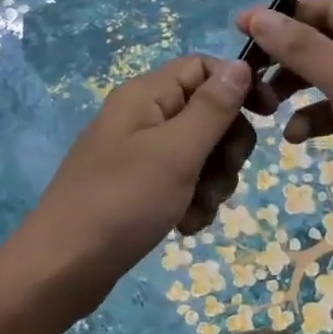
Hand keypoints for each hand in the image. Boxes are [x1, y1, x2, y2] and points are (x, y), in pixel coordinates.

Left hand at [29, 54, 256, 287]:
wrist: (62, 269)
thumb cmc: (122, 202)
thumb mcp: (176, 152)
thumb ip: (212, 107)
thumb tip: (239, 64)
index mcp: (145, 95)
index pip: (203, 68)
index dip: (238, 86)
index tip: (270, 116)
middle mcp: (142, 117)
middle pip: (206, 112)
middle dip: (226, 147)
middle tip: (223, 176)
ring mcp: (138, 154)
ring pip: (200, 153)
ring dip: (211, 182)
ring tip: (197, 210)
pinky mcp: (138, 188)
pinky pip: (181, 183)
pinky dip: (191, 202)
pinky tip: (185, 227)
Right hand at [235, 0, 332, 217]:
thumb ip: (303, 48)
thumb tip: (255, 16)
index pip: (330, 8)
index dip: (283, 17)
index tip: (238, 29)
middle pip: (328, 41)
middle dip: (289, 60)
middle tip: (249, 77)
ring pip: (331, 75)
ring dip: (298, 90)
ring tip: (264, 107)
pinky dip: (318, 117)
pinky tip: (296, 137)